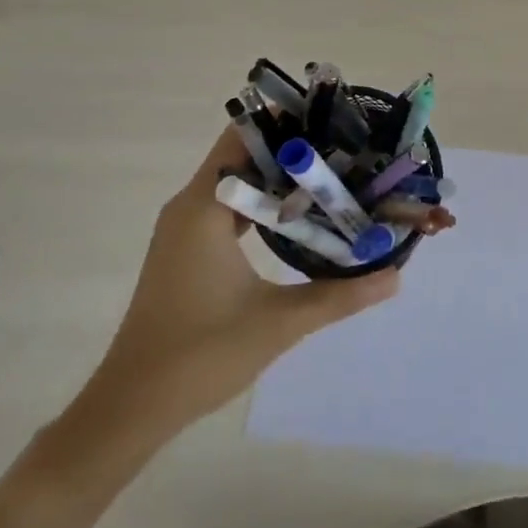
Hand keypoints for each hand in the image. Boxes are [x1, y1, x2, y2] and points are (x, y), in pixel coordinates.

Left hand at [58, 128, 401, 474]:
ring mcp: (185, 229)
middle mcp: (190, 206)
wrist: (131, 407)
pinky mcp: (187, 250)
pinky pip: (229, 207)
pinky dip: (262, 202)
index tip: (332, 121)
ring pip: (236, 182)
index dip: (286, 123)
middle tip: (344, 148)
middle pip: (242, 154)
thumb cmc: (200, 355)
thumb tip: (396, 276)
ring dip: (278, 176)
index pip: (243, 137)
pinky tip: (298, 215)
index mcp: (203, 208)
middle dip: (291, 148)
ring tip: (330, 174)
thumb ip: (340, 295)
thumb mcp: (279, 322)